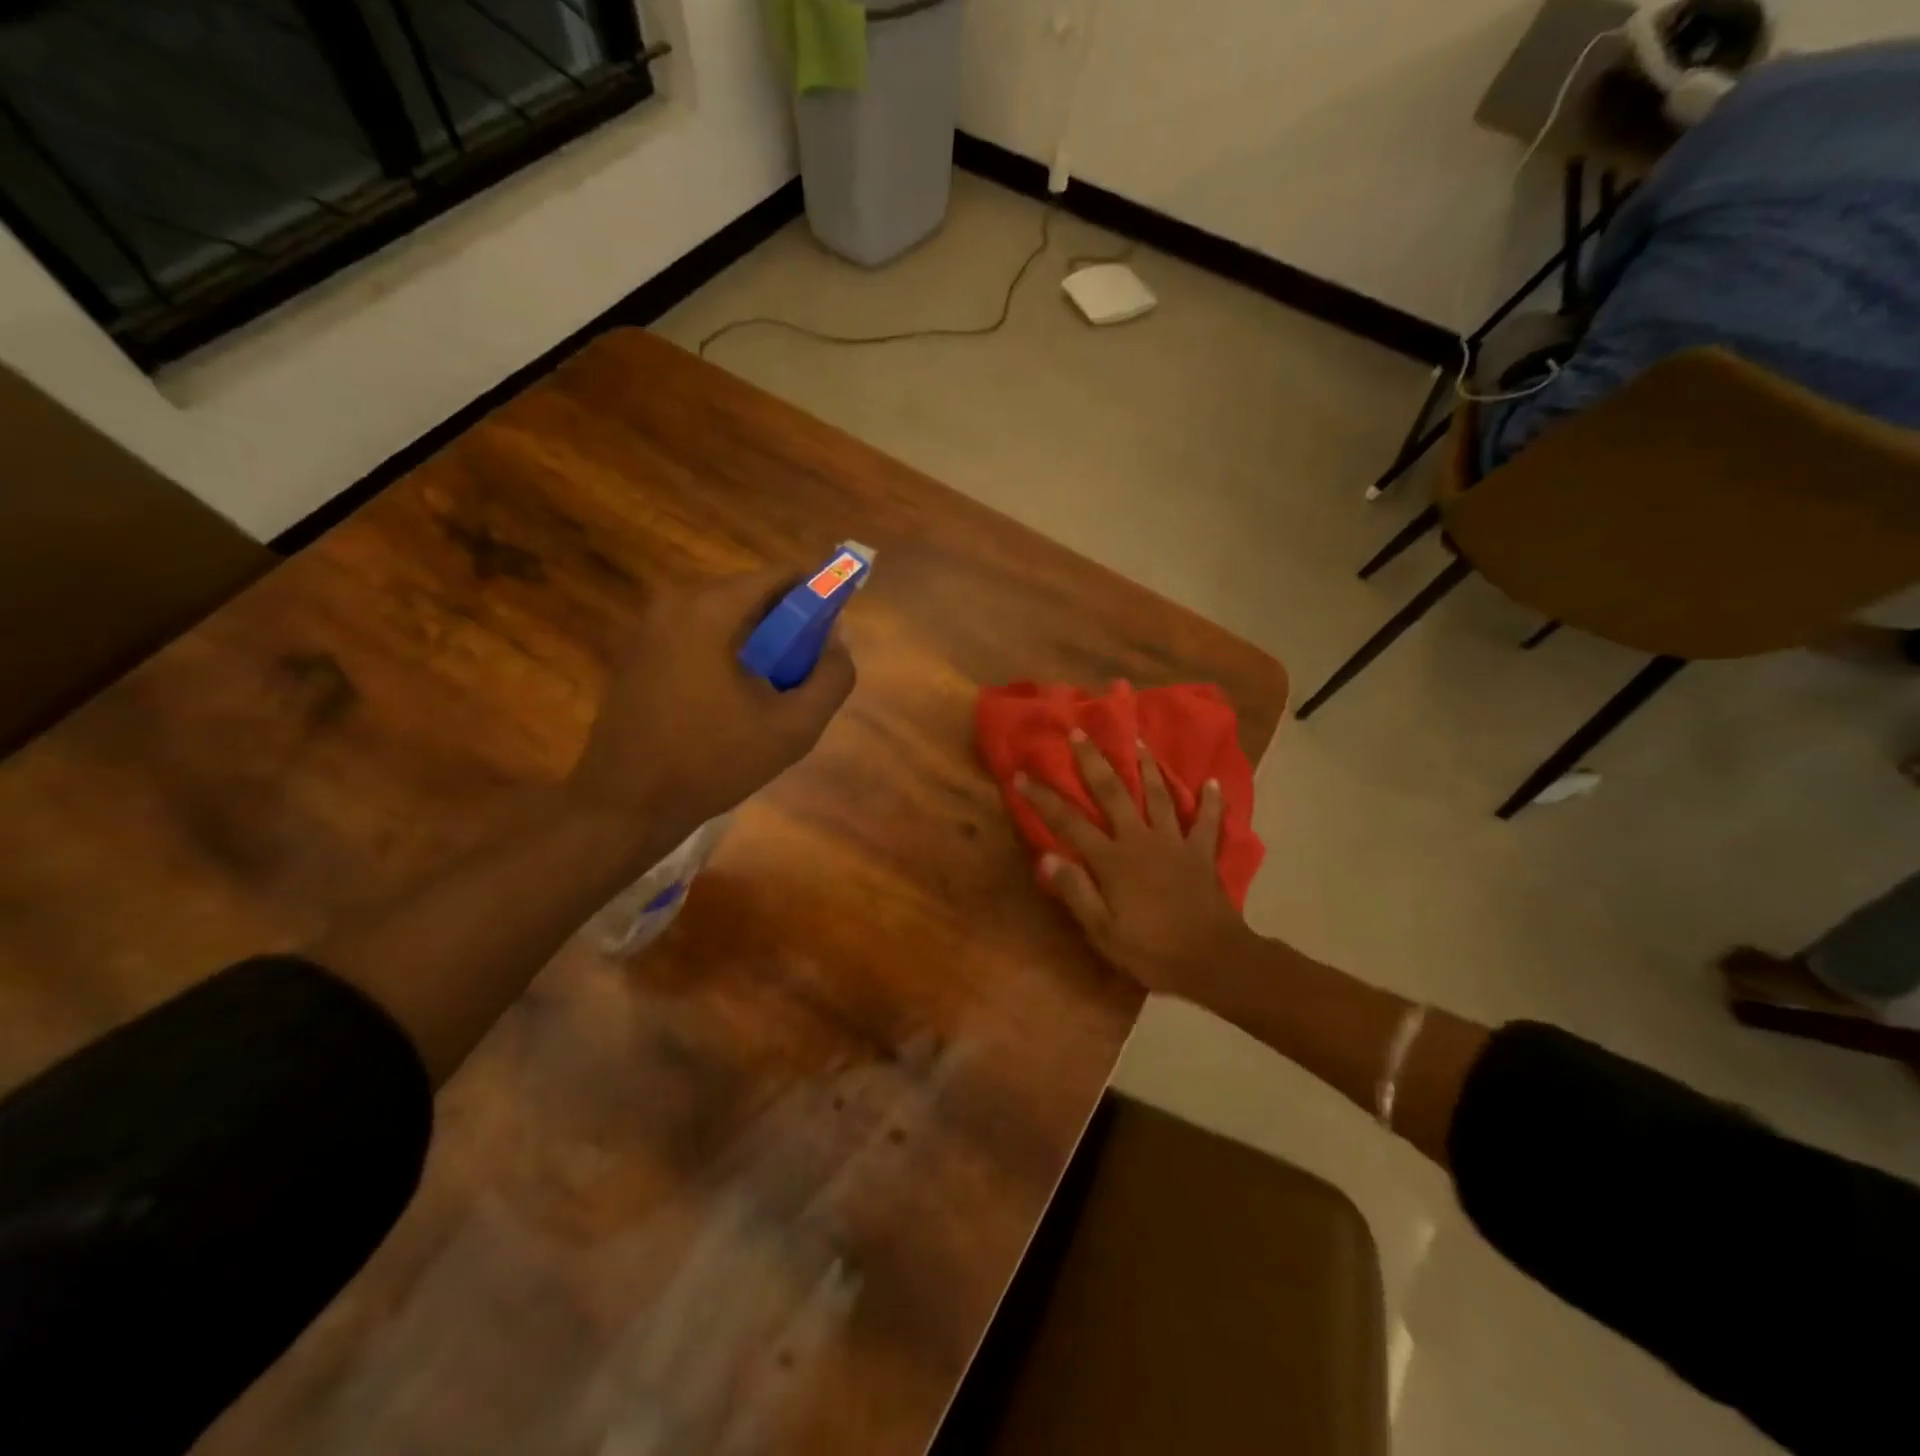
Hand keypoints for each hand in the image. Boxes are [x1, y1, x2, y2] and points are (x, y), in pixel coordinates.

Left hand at [569, 565, 855, 827]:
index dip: (818, 595)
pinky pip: (699, 635)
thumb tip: (839, 640)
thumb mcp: (793, 727)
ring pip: (726, 617)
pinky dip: (727, 653)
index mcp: (710, 610)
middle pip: (752, 594)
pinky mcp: (638, 651)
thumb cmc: (712, 763)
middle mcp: (675, 603)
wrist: (626, 805)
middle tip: (806, 672)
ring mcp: (650, 626)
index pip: (781, 576)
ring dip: (759, 642)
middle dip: (788, 625)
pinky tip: (734, 700)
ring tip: (772, 692)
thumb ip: (832, 678)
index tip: (835, 632)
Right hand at [1015, 732, 1252, 999]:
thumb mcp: (1102, 932)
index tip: (1021, 775)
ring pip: (1158, 796)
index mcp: (1111, 860)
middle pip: (1112, 793)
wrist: (1212, 960)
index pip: (1068, 822)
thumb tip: (1044, 857)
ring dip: (1147, 767)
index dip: (1043, 798)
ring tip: (1138, 741)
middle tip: (1080, 732)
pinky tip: (1212, 781)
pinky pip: (1208, 822)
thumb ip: (1075, 891)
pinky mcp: (1201, 853)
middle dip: (1093, 761)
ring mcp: (1174, 842)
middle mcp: (1140, 840)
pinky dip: (1211, 801)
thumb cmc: (1151, 950)